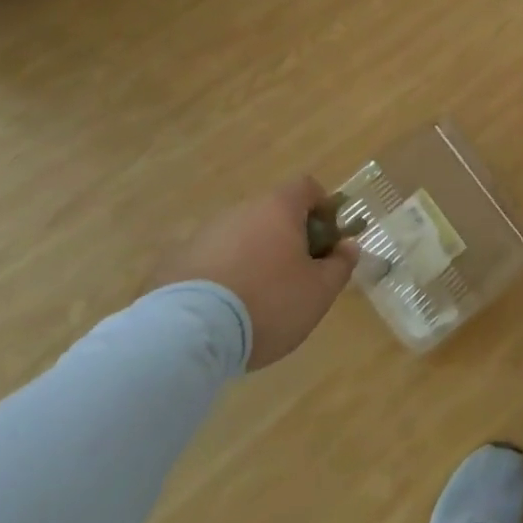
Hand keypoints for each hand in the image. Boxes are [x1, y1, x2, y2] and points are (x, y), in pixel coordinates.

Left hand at [149, 177, 356, 369]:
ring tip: (255, 299)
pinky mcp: (173, 263)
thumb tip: (348, 246)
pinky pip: (209, 261)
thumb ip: (341, 265)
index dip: (322, 208)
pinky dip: (221, 276)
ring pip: (240, 237)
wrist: (186, 336)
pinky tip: (222, 312)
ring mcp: (203, 234)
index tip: (326, 240)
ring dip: (252, 257)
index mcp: (278, 208)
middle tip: (295, 275)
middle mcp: (240, 210)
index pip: (307, 187)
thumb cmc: (267, 303)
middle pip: (272, 213)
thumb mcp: (319, 291)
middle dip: (287, 238)